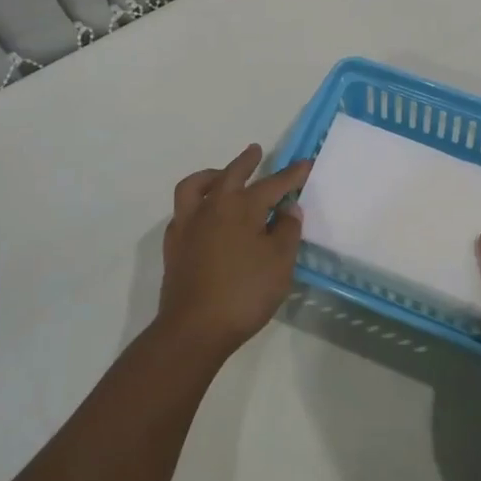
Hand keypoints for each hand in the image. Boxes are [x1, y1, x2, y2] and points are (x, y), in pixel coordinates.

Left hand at [158, 143, 311, 362]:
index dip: (292, 174)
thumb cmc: (244, 293)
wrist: (194, 329)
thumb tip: (287, 209)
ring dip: (212, 175)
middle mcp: (212, 207)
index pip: (273, 184)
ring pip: (196, 186)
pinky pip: (183, 211)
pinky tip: (204, 215)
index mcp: (241, 207)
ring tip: (221, 175)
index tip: (306, 163)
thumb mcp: (280, 263)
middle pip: (231, 174)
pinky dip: (196, 204)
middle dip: (247, 161)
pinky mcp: (174, 245)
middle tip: (256, 151)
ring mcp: (188, 225)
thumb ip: (287, 230)